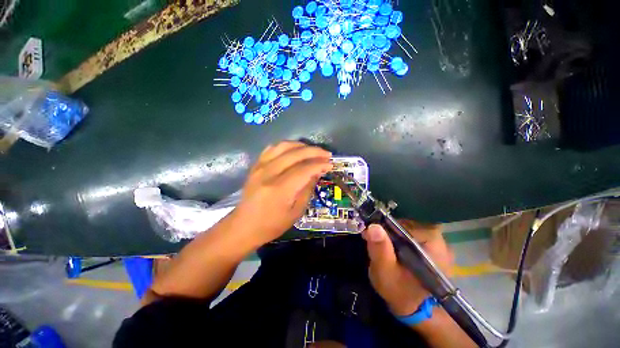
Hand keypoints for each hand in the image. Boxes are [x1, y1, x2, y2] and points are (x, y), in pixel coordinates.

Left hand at [234, 141, 331, 246]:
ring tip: (312, 150)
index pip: (304, 169)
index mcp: (280, 189)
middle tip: (326, 154)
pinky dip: (286, 146)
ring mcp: (260, 167)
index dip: (320, 164)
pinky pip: (272, 148)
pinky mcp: (255, 165)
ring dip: (301, 146)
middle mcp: (269, 173)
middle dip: (314, 151)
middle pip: (295, 154)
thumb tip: (317, 172)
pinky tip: (294, 150)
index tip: (330, 164)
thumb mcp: (296, 212)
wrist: (244, 226)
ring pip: (283, 146)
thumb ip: (307, 189)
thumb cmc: (272, 224)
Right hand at [362, 221, 453, 316]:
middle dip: (387, 229)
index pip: (405, 223)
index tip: (371, 233)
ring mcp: (437, 242)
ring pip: (407, 226)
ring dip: (392, 232)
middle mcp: (439, 239)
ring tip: (382, 245)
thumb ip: (380, 250)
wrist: (415, 308)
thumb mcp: (385, 273)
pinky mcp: (431, 245)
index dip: (385, 225)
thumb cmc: (400, 292)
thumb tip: (373, 226)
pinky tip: (391, 246)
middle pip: (406, 222)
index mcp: (433, 245)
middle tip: (374, 240)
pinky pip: (410, 232)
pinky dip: (398, 236)